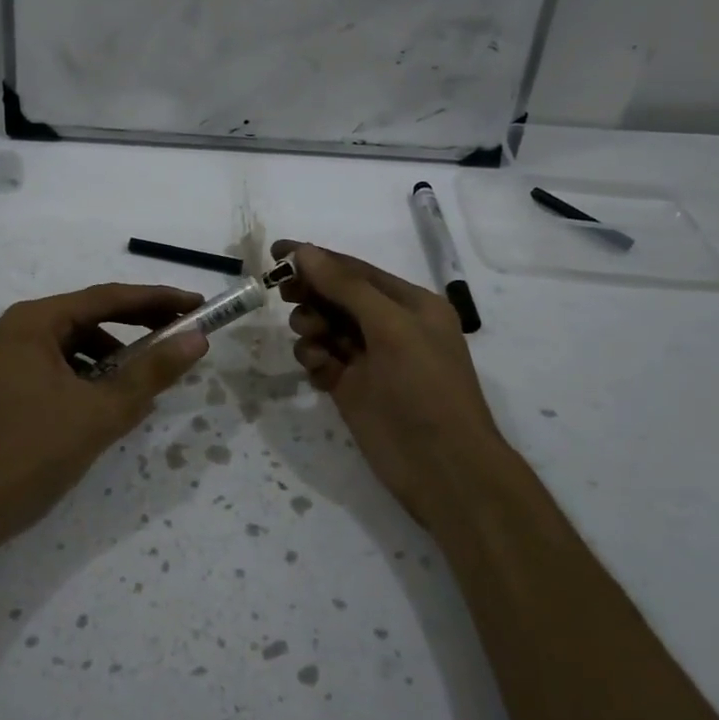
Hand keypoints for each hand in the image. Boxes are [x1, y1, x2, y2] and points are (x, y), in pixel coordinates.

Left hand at [0, 284, 208, 558]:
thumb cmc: (31, 453)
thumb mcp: (100, 412)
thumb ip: (152, 372)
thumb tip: (197, 339)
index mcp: (35, 322)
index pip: (108, 297)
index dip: (158, 300)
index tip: (198, 306)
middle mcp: (21, 330)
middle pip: (93, 316)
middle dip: (140, 327)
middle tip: (186, 335)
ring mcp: (13, 359)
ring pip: (80, 346)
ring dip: (119, 357)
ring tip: (155, 377)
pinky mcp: (14, 387)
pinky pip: (66, 369)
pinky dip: (96, 378)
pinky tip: (118, 402)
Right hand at [272, 240, 503, 524]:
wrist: (442, 466)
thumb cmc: (425, 387)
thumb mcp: (392, 327)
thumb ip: (346, 288)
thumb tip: (304, 252)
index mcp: (409, 303)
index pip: (354, 270)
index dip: (316, 259)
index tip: (276, 252)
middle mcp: (389, 326)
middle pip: (336, 296)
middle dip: (311, 293)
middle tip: (284, 296)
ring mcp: (368, 358)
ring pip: (325, 327)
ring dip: (310, 326)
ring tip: (313, 342)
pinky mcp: (350, 387)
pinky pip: (321, 359)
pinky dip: (313, 358)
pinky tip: (318, 370)